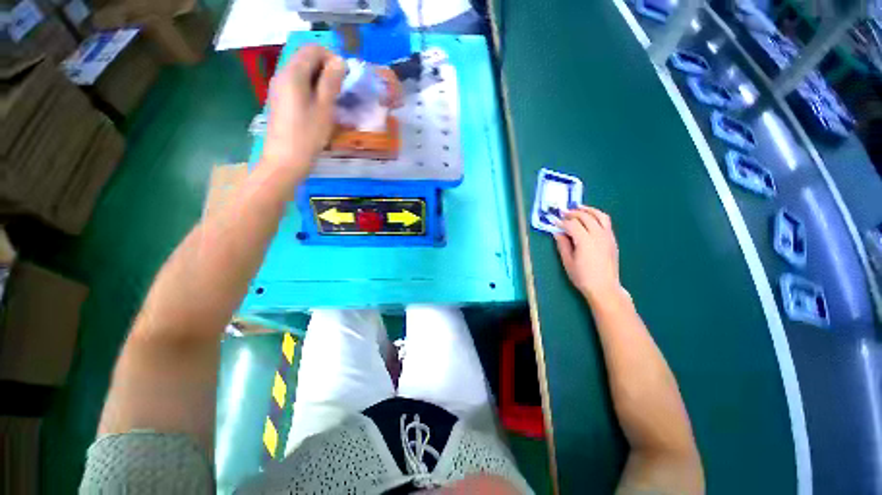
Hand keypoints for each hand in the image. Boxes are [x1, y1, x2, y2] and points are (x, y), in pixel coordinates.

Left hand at [261, 45, 345, 176]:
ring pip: (302, 73)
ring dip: (320, 80)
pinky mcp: (280, 101)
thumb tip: (340, 61)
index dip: (332, 58)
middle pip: (306, 59)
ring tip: (334, 100)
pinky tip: (322, 107)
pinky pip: (298, 85)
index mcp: (293, 73)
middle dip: (326, 68)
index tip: (345, 77)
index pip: (313, 49)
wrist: (285, 160)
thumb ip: (331, 82)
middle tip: (342, 89)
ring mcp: (279, 88)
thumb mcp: (324, 108)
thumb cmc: (308, 135)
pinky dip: (312, 89)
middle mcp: (282, 75)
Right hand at [554, 207, 622, 301]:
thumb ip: (562, 245)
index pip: (572, 225)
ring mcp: (607, 236)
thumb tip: (557, 233)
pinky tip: (590, 218)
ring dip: (588, 210)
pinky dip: (597, 216)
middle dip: (572, 213)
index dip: (561, 222)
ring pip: (599, 216)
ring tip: (578, 208)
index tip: (554, 221)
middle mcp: (598, 235)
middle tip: (563, 213)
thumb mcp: (568, 262)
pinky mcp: (612, 239)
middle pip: (585, 217)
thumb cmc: (583, 277)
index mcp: (585, 241)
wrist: (604, 288)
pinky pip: (606, 222)